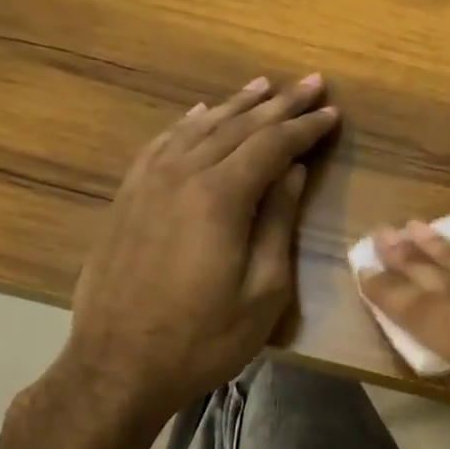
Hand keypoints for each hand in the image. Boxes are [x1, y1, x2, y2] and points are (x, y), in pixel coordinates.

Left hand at [56, 74, 338, 429]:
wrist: (116, 366)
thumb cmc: (203, 338)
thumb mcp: (262, 291)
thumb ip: (278, 223)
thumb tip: (293, 172)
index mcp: (221, 197)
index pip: (272, 145)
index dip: (306, 127)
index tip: (333, 112)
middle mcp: (182, 175)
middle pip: (238, 126)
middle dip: (280, 104)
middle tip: (311, 82)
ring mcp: (148, 182)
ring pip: (200, 127)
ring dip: (236, 105)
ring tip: (265, 86)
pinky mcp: (127, 196)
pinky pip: (163, 143)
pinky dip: (188, 123)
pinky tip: (201, 113)